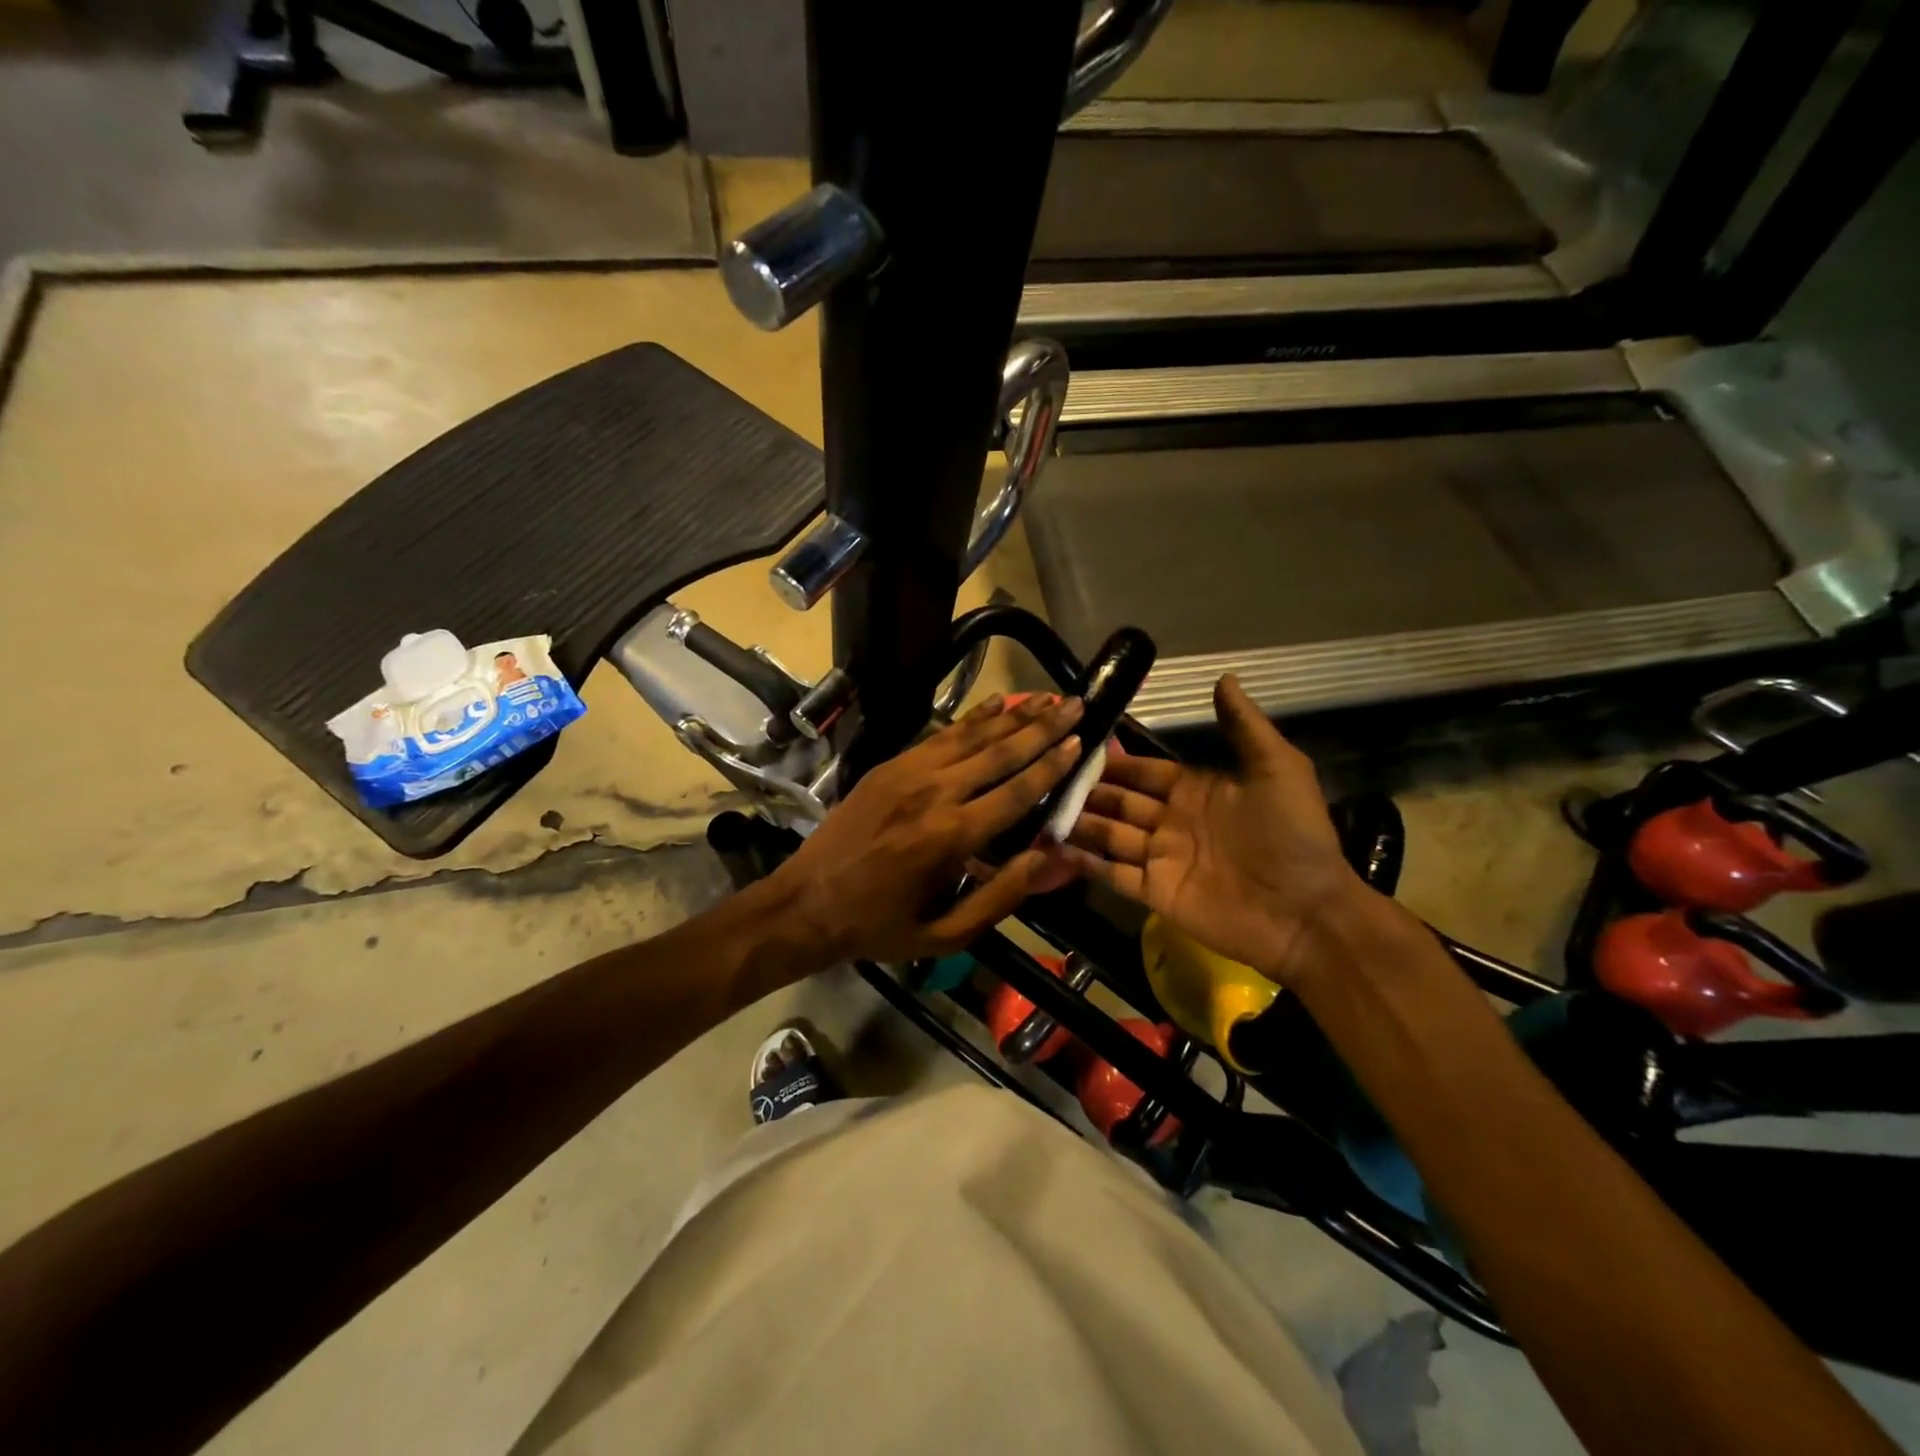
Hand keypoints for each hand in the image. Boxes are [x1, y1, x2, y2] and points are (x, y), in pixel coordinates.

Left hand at [771, 694, 1083, 963]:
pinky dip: (972, 718)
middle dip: (1043, 727)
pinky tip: (995, 704)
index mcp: (951, 836)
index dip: (1051, 765)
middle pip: (1000, 752)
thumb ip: (1001, 896)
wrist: (805, 903)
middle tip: (1077, 705)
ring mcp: (907, 773)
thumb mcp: (945, 933)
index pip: (1015, 791)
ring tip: (1047, 696)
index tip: (1080, 741)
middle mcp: (933, 793)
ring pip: (971, 736)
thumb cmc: (880, 926)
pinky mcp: (889, 765)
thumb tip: (1051, 859)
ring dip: (1013, 715)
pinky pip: (940, 735)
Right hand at [1064, 675, 1366, 985]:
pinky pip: (1114, 874)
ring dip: (1080, 823)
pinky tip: (1056, 849)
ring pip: (1109, 835)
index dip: (1115, 761)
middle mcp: (1171, 821)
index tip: (1078, 746)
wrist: (1306, 911)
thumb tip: (1224, 677)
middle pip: (1119, 801)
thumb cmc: (1293, 836)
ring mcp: (1161, 858)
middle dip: (1087, 791)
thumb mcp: (1277, 768)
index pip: (1143, 771)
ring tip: (1041, 809)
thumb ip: (1244, 726)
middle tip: (1047, 777)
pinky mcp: (1156, 893)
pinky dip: (1086, 863)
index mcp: (1195, 790)